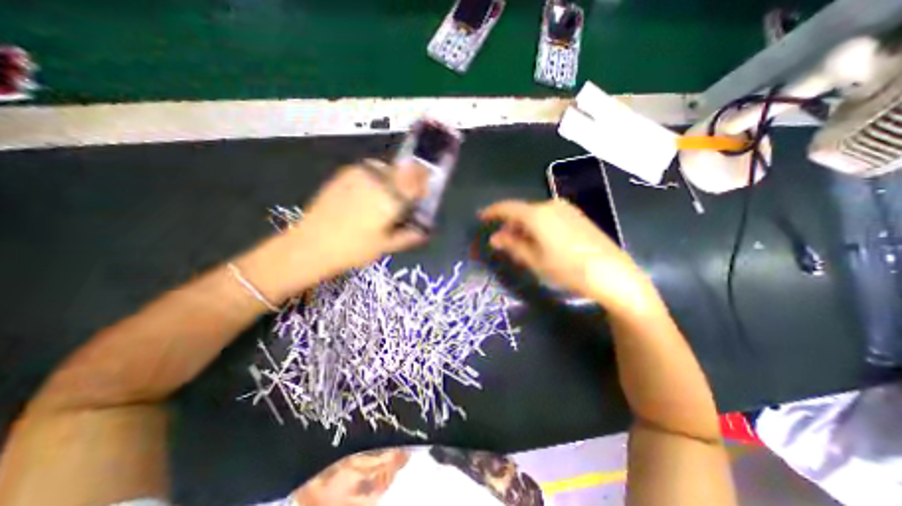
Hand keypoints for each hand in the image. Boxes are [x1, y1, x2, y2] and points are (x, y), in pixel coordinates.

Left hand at [245, 161, 427, 300]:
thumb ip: (409, 236)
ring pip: (387, 167)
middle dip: (410, 180)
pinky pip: (370, 168)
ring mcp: (359, 174)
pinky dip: (377, 176)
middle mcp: (378, 182)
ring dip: (394, 177)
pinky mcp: (345, 174)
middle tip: (407, 196)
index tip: (424, 190)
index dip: (424, 182)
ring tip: (387, 194)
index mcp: (391, 200)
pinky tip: (369, 192)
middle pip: (404, 171)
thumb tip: (425, 231)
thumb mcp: (386, 246)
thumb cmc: (353, 250)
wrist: (311, 244)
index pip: (417, 180)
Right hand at [482, 197, 660, 313]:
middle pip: (522, 211)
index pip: (507, 208)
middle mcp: (550, 206)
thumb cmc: (567, 269)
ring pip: (536, 214)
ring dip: (523, 226)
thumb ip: (512, 246)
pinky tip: (539, 241)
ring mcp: (566, 209)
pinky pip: (549, 217)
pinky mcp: (577, 216)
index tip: (481, 216)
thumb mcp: (535, 260)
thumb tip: (495, 237)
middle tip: (501, 241)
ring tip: (519, 245)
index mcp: (537, 215)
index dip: (492, 211)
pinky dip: (538, 226)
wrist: (612, 274)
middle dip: (509, 224)